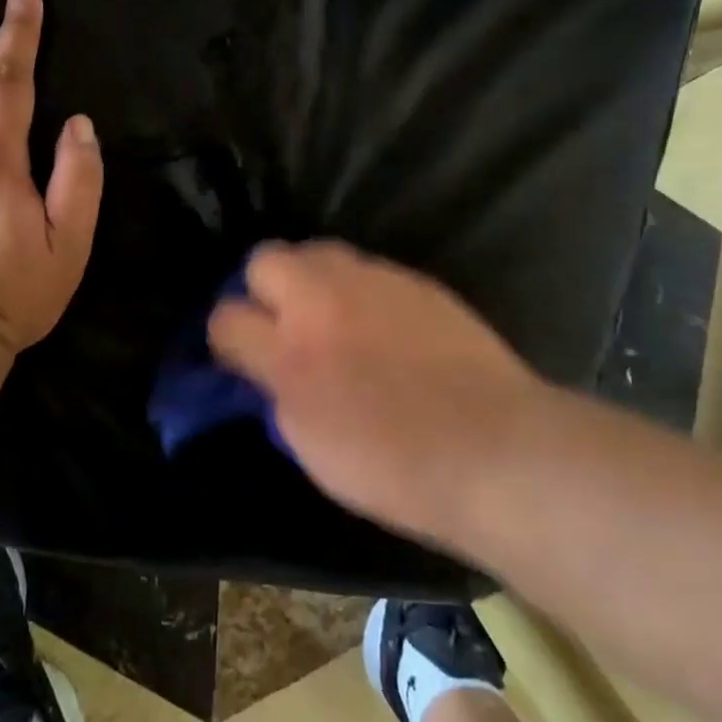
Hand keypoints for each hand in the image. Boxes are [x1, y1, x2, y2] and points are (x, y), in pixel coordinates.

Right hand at [208, 241, 542, 544]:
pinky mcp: (414, 280)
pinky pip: (366, 269)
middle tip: (282, 323)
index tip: (240, 356)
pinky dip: (357, 289)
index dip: (226, 337)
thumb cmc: (396, 469)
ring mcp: (373, 281)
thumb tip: (266, 370)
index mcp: (290, 353)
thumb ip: (278, 393)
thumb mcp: (311, 445)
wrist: (495, 449)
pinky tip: (380, 323)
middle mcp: (324, 301)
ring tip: (330, 316)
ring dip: (310, 279)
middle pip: (265, 259)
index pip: (226, 317)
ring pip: (317, 252)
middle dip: (262, 287)